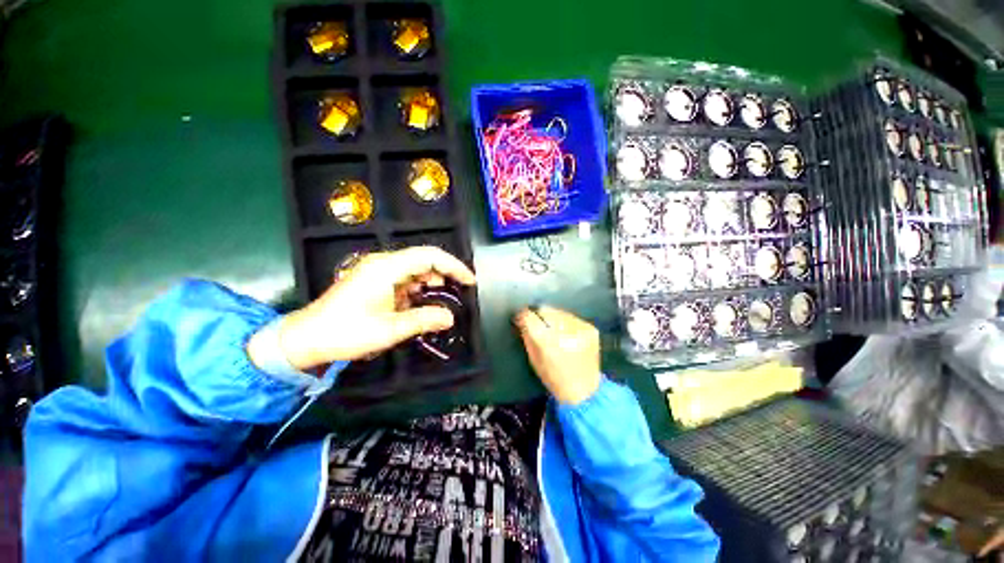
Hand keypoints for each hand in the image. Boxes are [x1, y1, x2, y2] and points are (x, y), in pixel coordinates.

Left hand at [258, 246, 475, 369]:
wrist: (305, 338)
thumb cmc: (346, 332)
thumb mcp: (389, 329)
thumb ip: (424, 320)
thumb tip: (451, 317)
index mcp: (387, 268)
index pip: (429, 256)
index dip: (454, 266)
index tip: (469, 281)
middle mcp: (383, 263)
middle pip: (424, 260)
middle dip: (444, 275)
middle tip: (458, 294)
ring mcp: (377, 271)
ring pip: (415, 270)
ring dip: (431, 284)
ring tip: (440, 302)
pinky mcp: (374, 280)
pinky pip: (404, 279)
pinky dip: (417, 290)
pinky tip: (420, 305)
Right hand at [515, 306, 601, 404]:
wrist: (584, 391)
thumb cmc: (554, 378)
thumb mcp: (533, 358)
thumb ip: (526, 335)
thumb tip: (522, 317)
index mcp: (547, 342)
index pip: (530, 316)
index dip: (523, 315)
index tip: (520, 317)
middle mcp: (565, 331)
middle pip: (545, 310)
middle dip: (539, 316)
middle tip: (537, 325)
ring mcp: (581, 328)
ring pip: (558, 311)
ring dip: (553, 318)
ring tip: (553, 330)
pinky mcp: (591, 328)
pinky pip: (571, 317)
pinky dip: (565, 322)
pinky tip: (566, 333)